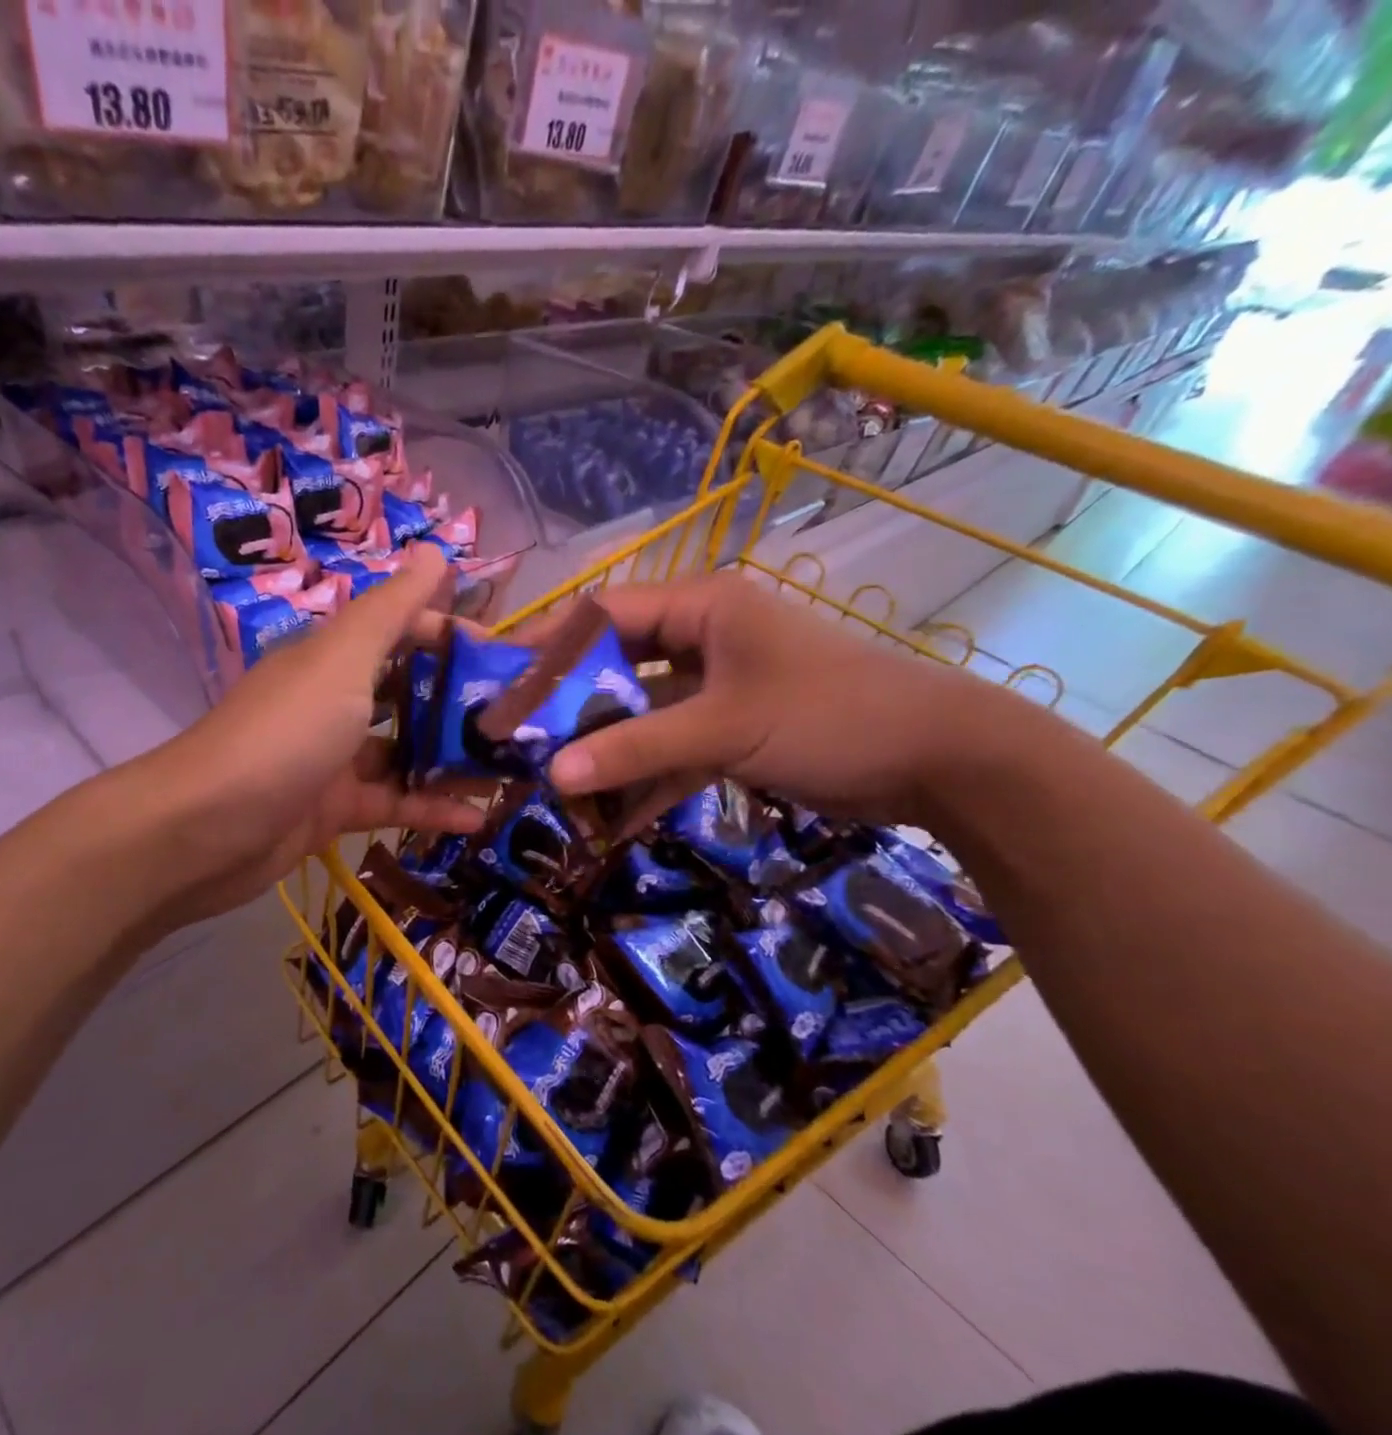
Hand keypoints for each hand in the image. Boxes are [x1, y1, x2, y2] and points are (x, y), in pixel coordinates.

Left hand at [136, 544, 484, 928]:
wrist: (203, 830)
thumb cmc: (284, 733)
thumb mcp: (342, 661)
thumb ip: (392, 610)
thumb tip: (434, 549)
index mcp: (333, 657)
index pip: (401, 630)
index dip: (450, 634)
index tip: (502, 657)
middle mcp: (333, 701)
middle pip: (406, 692)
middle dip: (459, 702)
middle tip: (518, 719)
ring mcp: (332, 759)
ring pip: (404, 752)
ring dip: (452, 760)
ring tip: (512, 770)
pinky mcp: (331, 811)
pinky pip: (391, 803)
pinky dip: (429, 809)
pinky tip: (476, 820)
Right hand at [544, 572, 1006, 825]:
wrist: (939, 760)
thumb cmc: (827, 715)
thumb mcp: (722, 728)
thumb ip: (635, 749)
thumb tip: (552, 776)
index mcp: (700, 608)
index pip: (604, 613)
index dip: (550, 645)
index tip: (502, 682)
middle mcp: (702, 638)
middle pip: (616, 667)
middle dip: (572, 709)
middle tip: (522, 743)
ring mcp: (716, 687)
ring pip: (641, 714)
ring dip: (607, 752)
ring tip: (557, 788)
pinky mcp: (731, 730)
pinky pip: (672, 749)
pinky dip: (646, 780)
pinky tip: (613, 820)